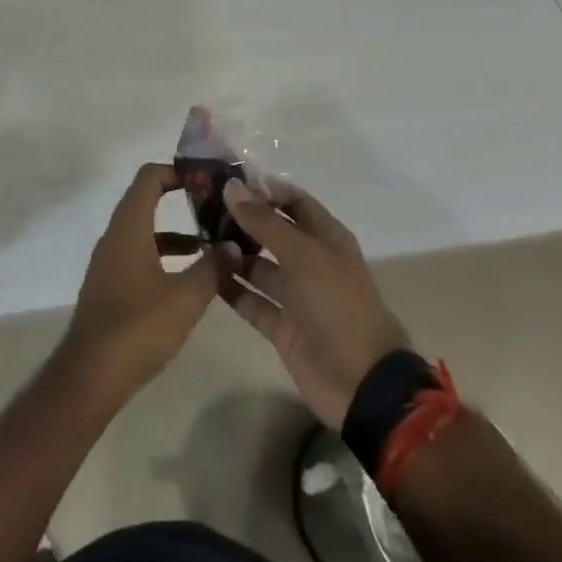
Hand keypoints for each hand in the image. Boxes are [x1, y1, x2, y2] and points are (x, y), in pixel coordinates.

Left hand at [62, 163, 231, 402]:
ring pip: (144, 231)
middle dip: (180, 200)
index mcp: (128, 227)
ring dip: (175, 232)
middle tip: (215, 208)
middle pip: (146, 200)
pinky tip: (186, 280)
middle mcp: (115, 236)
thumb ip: (213, 268)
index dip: (177, 171)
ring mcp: (109, 262)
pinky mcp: (109, 287)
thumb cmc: (137, 327)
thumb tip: (234, 245)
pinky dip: (163, 255)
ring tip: (211, 245)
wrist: (89, 378)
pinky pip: (139, 255)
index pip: (150, 177)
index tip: (206, 180)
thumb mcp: (185, 298)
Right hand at [217, 179, 410, 428]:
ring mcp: (296, 296)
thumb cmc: (337, 304)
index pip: (294, 201)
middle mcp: (311, 262)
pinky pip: (253, 300)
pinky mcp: (282, 327)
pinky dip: (232, 289)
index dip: (266, 189)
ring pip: (260, 266)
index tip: (230, 180)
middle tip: (205, 206)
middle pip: (274, 232)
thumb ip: (265, 222)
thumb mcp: (302, 254)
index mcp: (326, 238)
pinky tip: (206, 274)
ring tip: (201, 238)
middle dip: (244, 219)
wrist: (361, 382)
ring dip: (235, 253)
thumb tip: (232, 187)